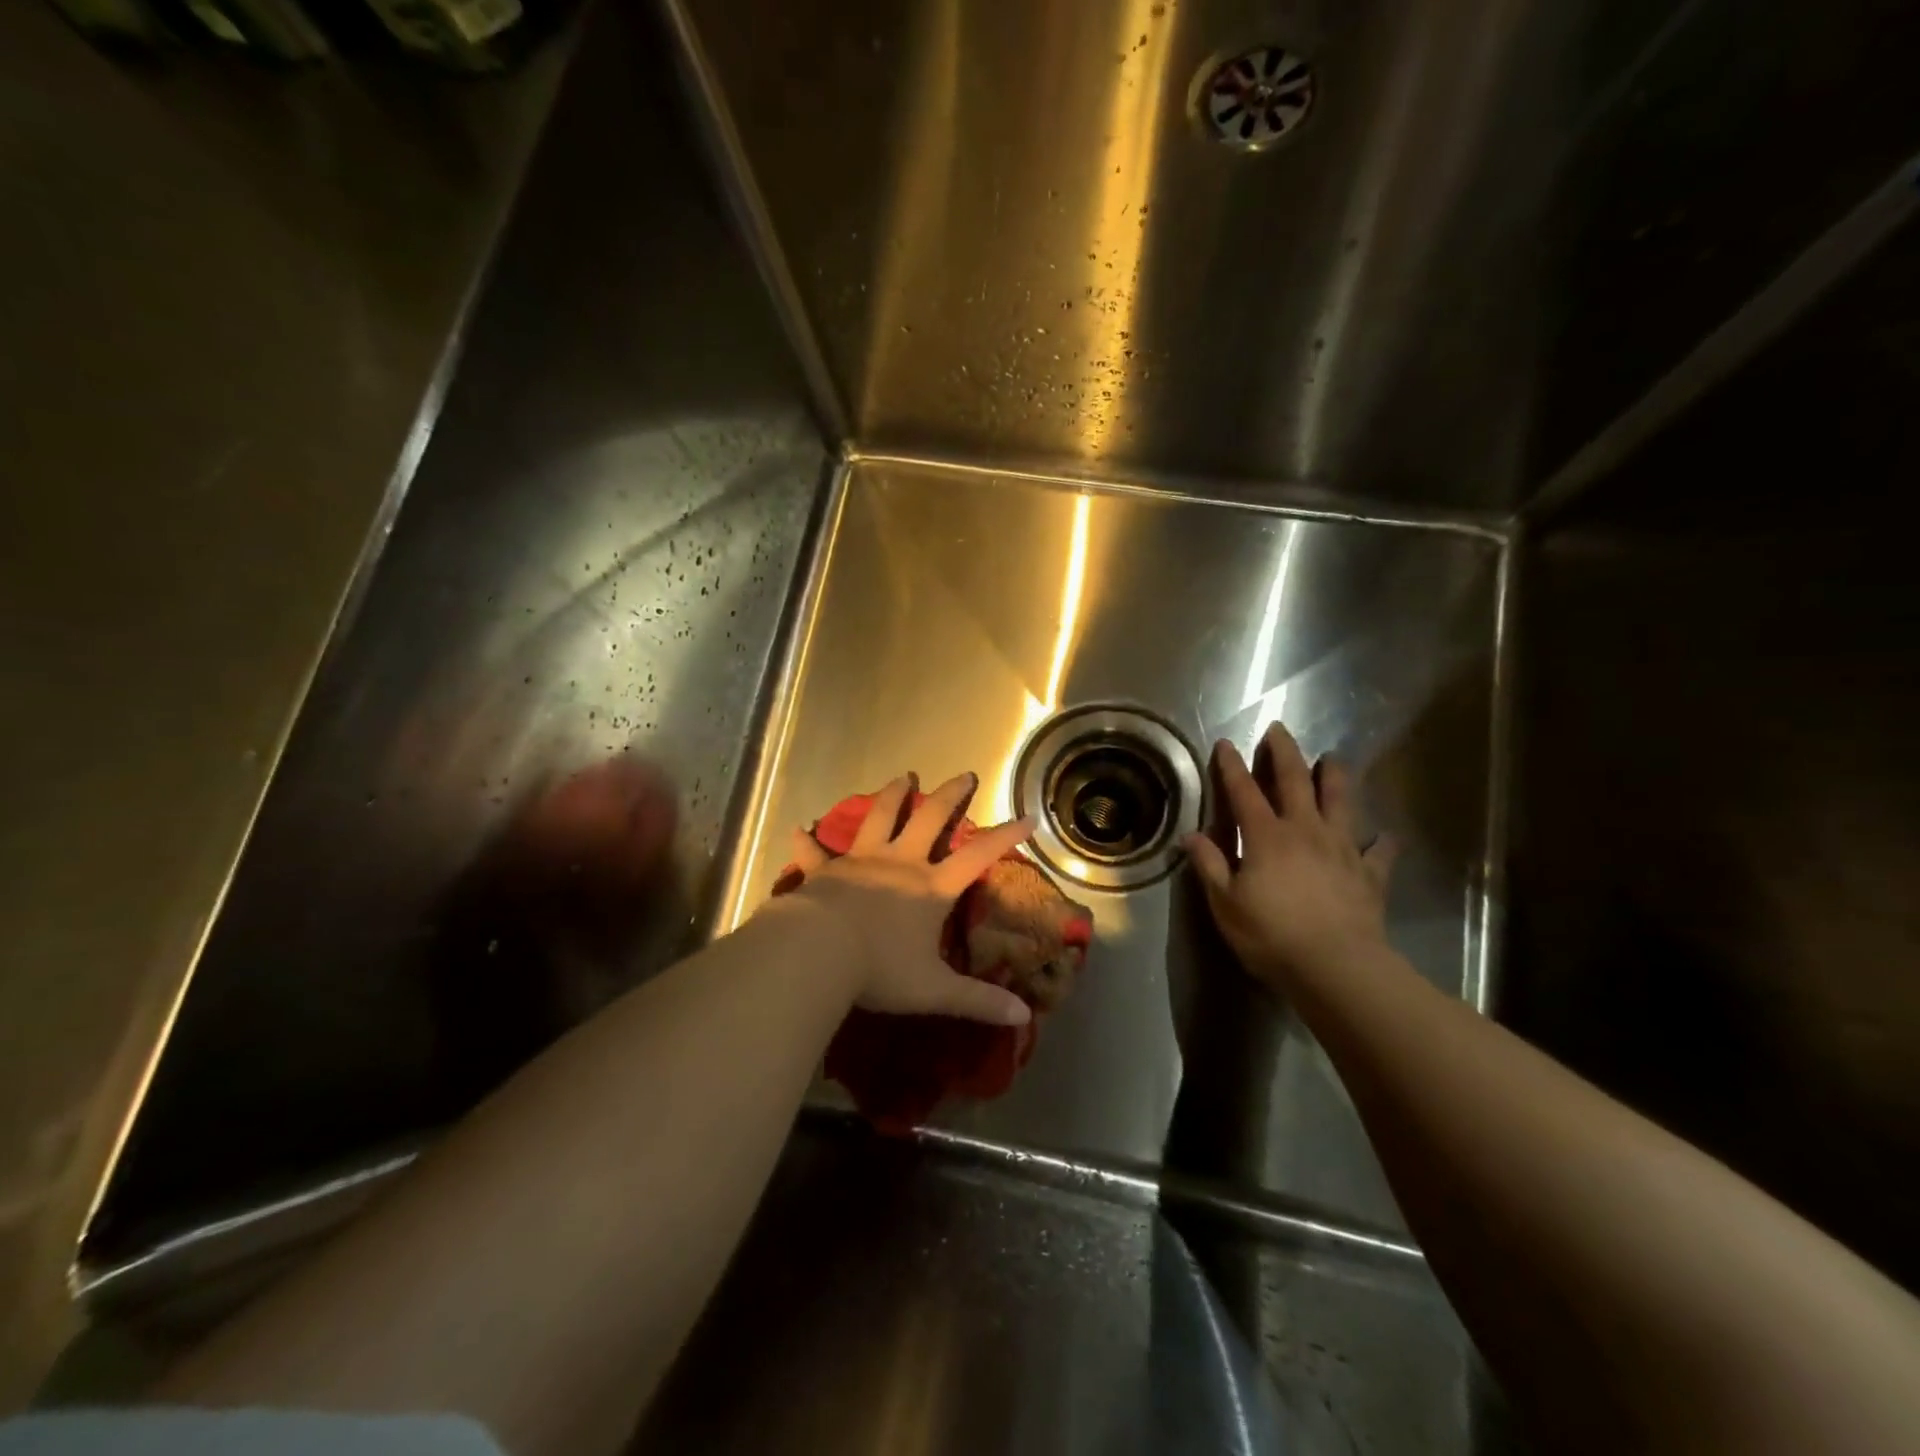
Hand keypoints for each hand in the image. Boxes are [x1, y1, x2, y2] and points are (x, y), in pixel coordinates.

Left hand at [775, 772, 1035, 1026]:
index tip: (1027, 818)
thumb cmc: (880, 969)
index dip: (1004, 837)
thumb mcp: (934, 990)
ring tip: (903, 777)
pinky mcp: (825, 870)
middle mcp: (899, 863)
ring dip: (893, 795)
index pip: (977, 857)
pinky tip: (799, 827)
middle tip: (963, 774)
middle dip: (949, 794)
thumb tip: (1023, 1017)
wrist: (819, 952)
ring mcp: (860, 861)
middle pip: (930, 818)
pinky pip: (814, 851)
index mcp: (930, 888)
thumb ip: (978, 1001)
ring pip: (880, 817)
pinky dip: (807, 840)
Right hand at [1184, 723, 1397, 989]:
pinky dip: (1383, 843)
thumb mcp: (1226, 903)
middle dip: (1284, 753)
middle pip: (1295, 781)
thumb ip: (1209, 865)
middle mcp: (1305, 831)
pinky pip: (1380, 852)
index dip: (1232, 766)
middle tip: (1280, 729)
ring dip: (1336, 777)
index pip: (1244, 792)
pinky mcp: (1370, 874)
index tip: (1226, 743)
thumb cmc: (1271, 934)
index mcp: (1266, 836)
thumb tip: (1190, 836)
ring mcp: (1342, 849)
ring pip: (1341, 802)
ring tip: (1334, 758)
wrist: (1336, 967)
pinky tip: (1387, 837)